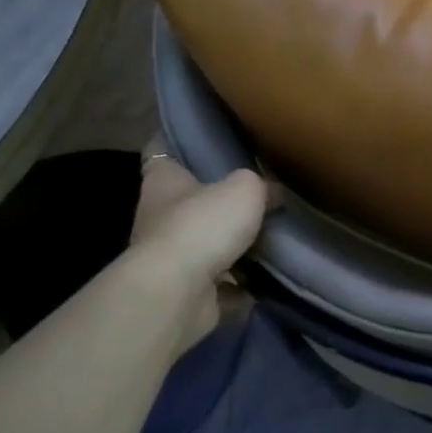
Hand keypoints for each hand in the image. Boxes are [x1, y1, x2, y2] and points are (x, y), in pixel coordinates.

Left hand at [129, 144, 268, 350]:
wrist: (178, 293)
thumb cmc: (203, 225)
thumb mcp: (245, 189)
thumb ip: (260, 185)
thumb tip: (272, 193)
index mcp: (164, 181)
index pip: (161, 151)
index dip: (178, 143)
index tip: (200, 139)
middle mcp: (159, 216)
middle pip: (188, 201)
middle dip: (217, 201)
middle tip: (256, 193)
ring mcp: (169, 259)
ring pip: (204, 245)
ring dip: (231, 246)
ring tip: (271, 239)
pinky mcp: (184, 292)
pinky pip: (218, 285)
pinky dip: (239, 287)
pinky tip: (267, 280)